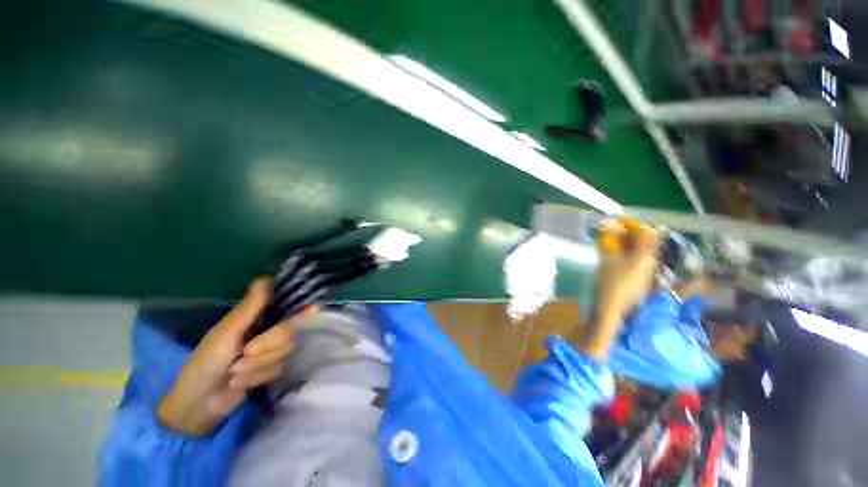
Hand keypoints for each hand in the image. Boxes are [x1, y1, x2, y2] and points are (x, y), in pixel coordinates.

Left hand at [157, 278, 305, 435]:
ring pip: (284, 350)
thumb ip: (250, 308)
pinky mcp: (270, 368)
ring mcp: (269, 350)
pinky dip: (258, 377)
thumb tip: (266, 277)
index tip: (313, 310)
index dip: (299, 306)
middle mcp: (266, 331)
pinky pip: (279, 368)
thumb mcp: (225, 334)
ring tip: (236, 372)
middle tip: (244, 353)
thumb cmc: (205, 363)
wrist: (199, 404)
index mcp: (254, 318)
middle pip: (287, 330)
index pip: (284, 306)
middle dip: (267, 345)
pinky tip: (240, 382)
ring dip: (259, 364)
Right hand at [595, 218, 660, 318]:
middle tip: (608, 233)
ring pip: (637, 252)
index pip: (644, 233)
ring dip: (624, 245)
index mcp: (645, 256)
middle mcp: (649, 263)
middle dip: (626, 235)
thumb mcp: (607, 259)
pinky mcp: (638, 281)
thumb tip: (609, 225)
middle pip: (642, 243)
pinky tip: (611, 258)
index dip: (630, 225)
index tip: (614, 222)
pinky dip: (623, 255)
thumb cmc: (610, 282)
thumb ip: (608, 241)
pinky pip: (634, 262)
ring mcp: (645, 273)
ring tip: (607, 244)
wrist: (611, 309)